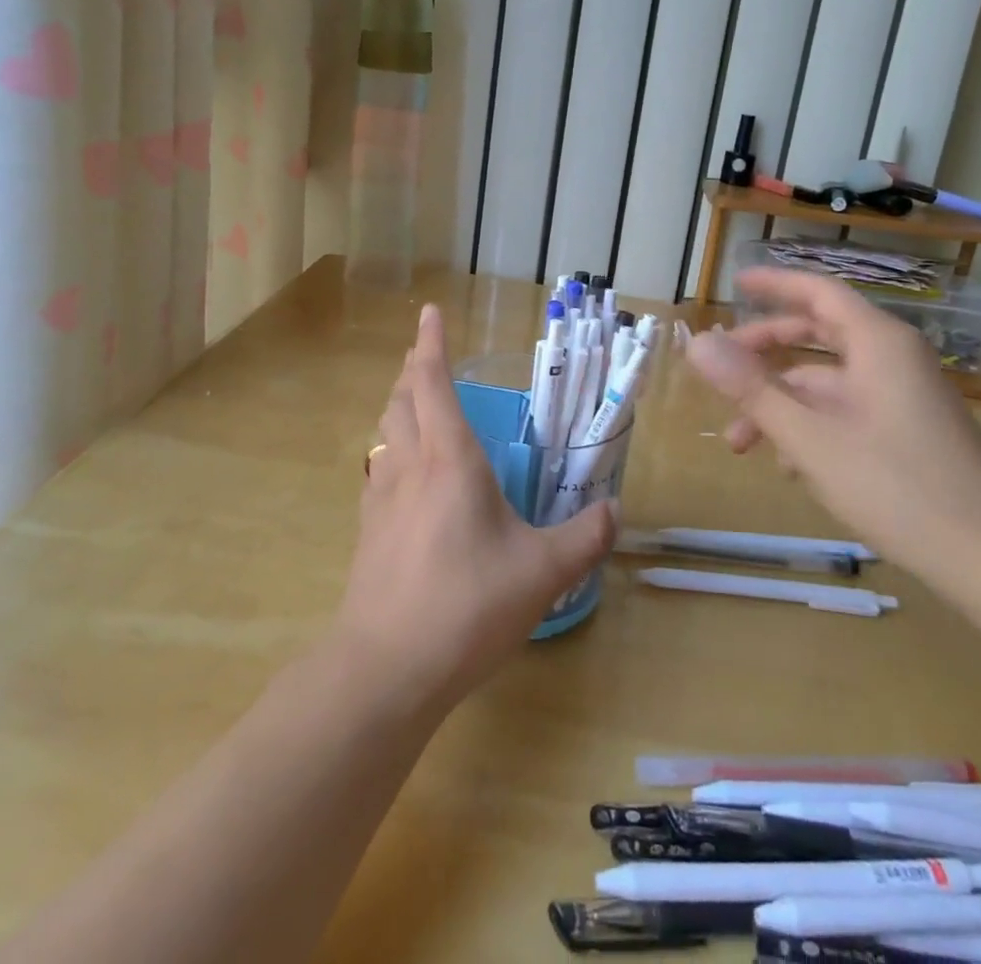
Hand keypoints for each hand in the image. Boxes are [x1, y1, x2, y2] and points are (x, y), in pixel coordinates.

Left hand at [335, 304, 617, 708]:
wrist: (385, 666)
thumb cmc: (466, 605)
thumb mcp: (541, 572)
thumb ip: (583, 539)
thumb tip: (612, 513)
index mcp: (449, 459)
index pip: (433, 383)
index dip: (431, 344)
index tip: (428, 312)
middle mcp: (410, 466)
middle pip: (401, 399)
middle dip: (412, 369)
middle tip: (425, 355)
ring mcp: (381, 498)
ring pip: (385, 432)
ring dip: (398, 406)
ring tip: (414, 402)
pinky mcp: (368, 530)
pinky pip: (379, 469)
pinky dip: (391, 450)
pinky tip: (404, 473)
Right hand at [684, 268, 980, 587]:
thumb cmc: (897, 486)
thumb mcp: (809, 437)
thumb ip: (751, 388)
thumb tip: (697, 344)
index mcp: (877, 343)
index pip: (817, 291)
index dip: (773, 284)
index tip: (734, 282)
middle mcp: (892, 359)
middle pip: (817, 334)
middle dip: (764, 352)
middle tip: (720, 370)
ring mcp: (903, 397)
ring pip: (827, 382)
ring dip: (781, 403)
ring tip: (740, 444)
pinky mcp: (908, 432)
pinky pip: (847, 411)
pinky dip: (810, 426)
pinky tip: (789, 467)